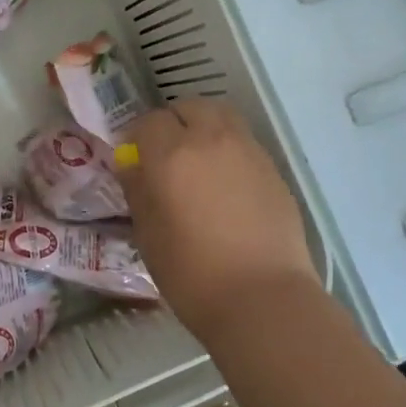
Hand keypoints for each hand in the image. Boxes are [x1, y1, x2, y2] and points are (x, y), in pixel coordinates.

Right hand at [121, 100, 322, 338]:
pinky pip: (244, 143)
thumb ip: (137, 190)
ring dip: (204, 128)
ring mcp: (248, 151)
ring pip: (222, 117)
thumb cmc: (192, 273)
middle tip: (166, 155)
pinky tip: (226, 185)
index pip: (148, 122)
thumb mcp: (148, 234)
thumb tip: (132, 165)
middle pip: (189, 107)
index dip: (137, 137)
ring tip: (199, 162)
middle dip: (174, 123)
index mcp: (172, 154)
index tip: (134, 160)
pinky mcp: (273, 170)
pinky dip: (229, 150)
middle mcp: (211, 140)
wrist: (263, 299)